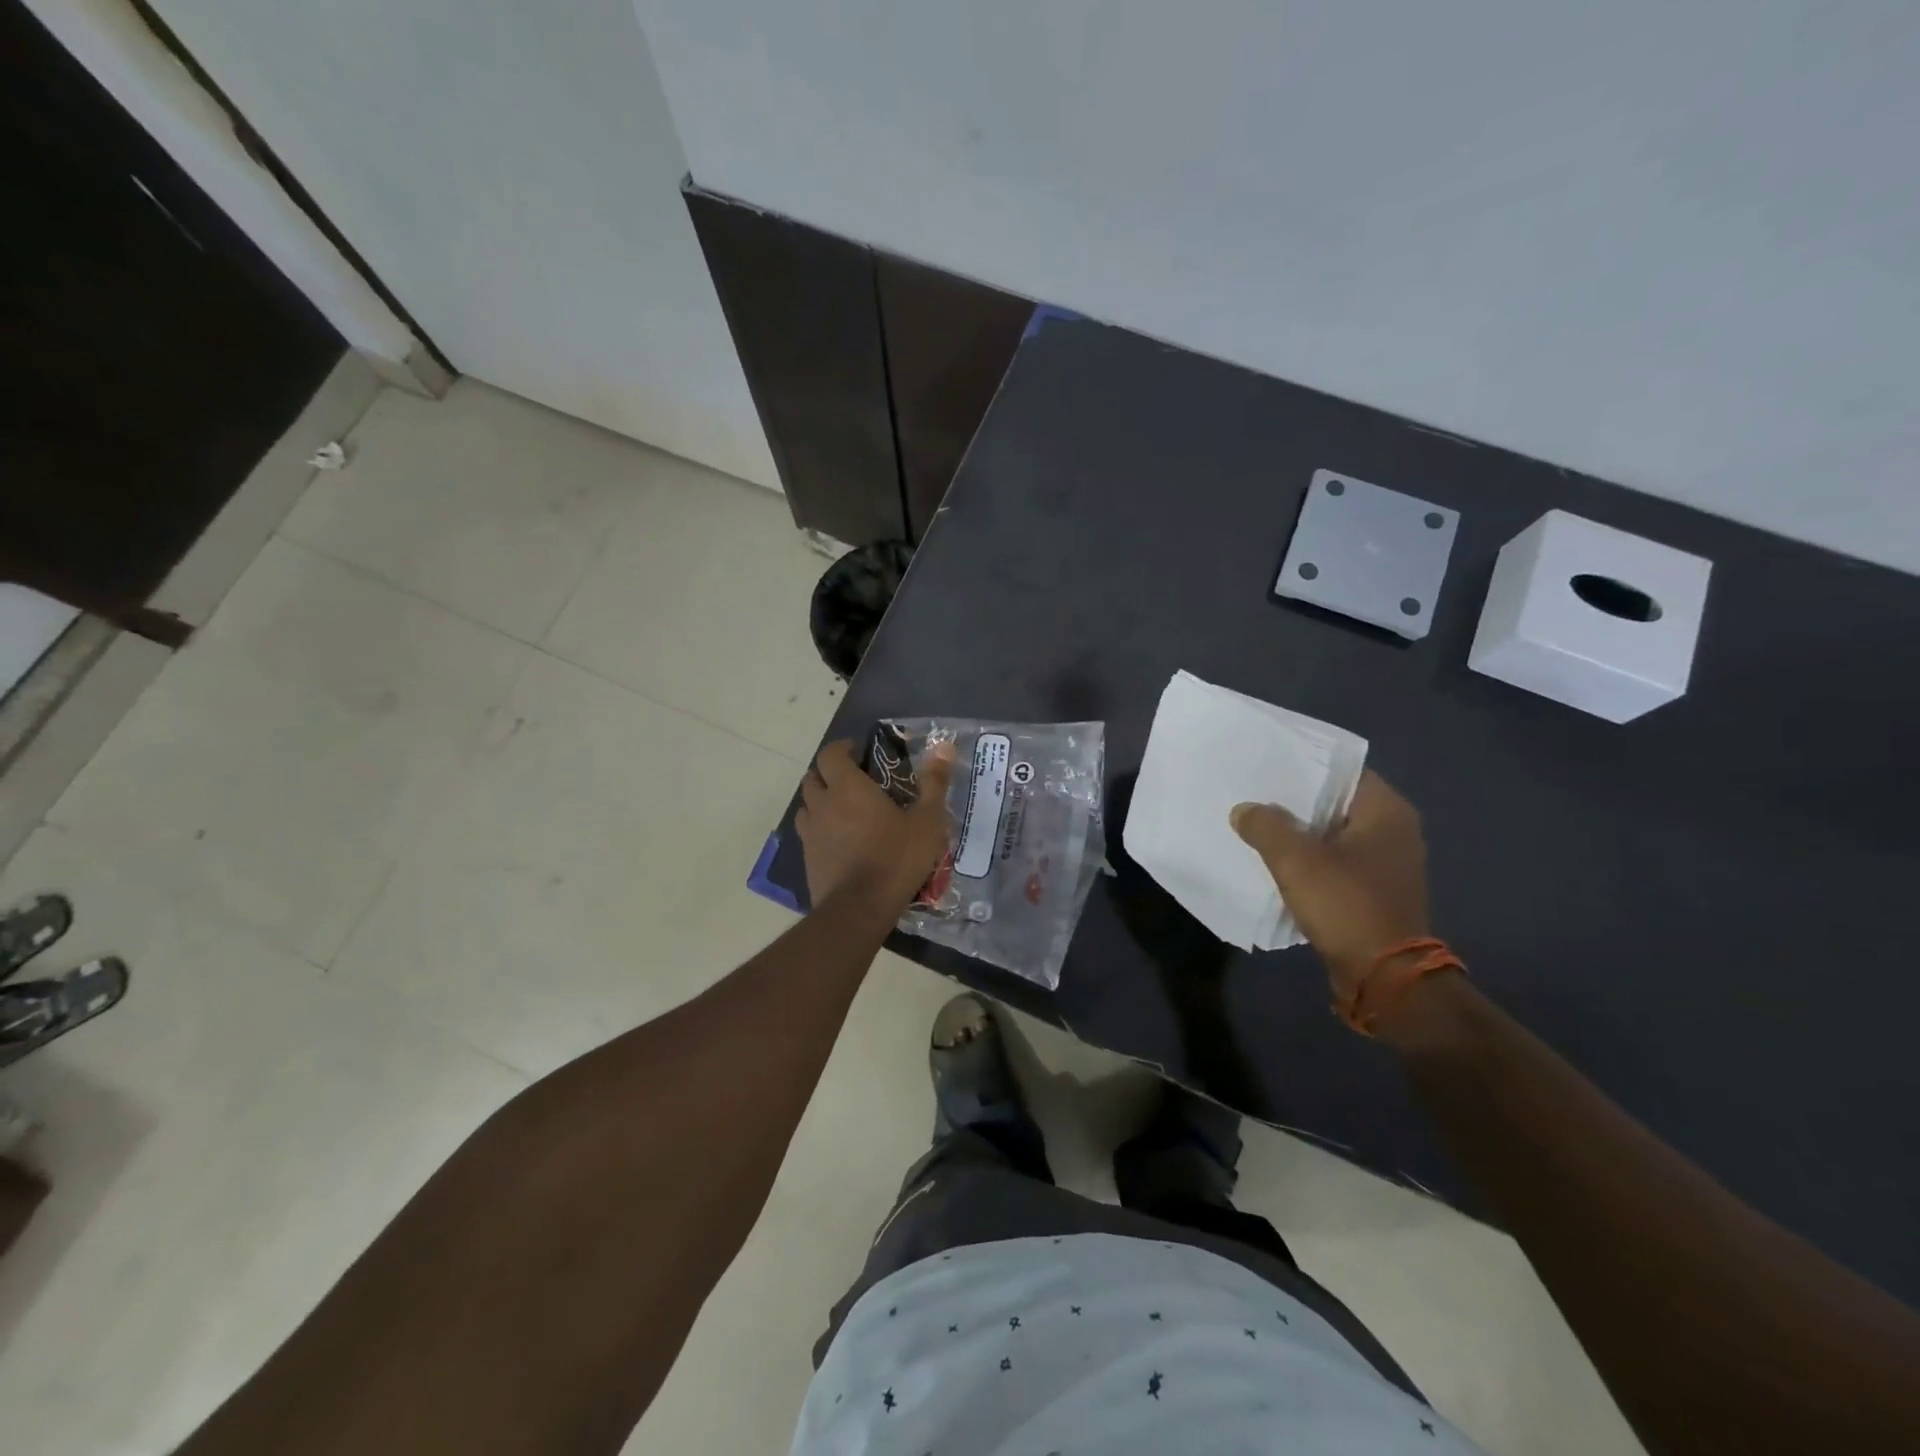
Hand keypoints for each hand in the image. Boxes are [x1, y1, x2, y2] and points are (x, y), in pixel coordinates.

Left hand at [796, 738, 955, 910]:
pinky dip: (819, 828)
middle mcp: (823, 803)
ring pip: (806, 805)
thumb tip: (944, 746)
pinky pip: (808, 832)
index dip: (841, 748)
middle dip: (829, 773)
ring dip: (820, 800)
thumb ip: (934, 782)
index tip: (857, 752)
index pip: (830, 754)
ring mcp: (810, 832)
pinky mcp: (806, 857)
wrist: (860, 908)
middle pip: (813, 776)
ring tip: (843, 809)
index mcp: (848, 787)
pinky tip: (838, 840)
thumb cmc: (896, 858)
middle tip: (853, 780)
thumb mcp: (927, 821)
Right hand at [1230, 770, 1430, 1001]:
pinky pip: (1337, 862)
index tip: (1265, 766)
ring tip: (1258, 826)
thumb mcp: (1295, 859)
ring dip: (1301, 833)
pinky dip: (1311, 860)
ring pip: (1333, 834)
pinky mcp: (1377, 891)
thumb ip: (1265, 825)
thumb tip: (1245, 810)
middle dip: (1295, 802)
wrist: (1385, 977)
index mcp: (1387, 810)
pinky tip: (1279, 863)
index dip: (1302, 766)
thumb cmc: (1346, 904)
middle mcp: (1395, 830)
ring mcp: (1388, 863)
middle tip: (1253, 794)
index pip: (1341, 771)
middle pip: (1335, 803)